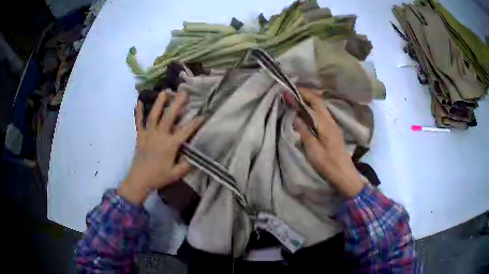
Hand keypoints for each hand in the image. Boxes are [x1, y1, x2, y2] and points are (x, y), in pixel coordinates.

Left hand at [118, 91, 202, 204]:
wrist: (139, 180)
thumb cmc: (158, 177)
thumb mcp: (176, 174)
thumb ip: (186, 165)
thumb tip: (193, 156)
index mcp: (170, 145)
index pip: (185, 131)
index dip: (195, 123)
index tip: (203, 114)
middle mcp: (159, 136)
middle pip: (169, 117)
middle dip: (177, 103)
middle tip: (183, 92)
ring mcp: (148, 134)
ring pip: (154, 115)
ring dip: (159, 103)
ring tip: (165, 92)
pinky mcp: (140, 136)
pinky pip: (139, 122)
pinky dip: (138, 112)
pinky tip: (139, 102)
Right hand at [291, 87, 364, 197]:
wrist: (343, 173)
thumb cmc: (327, 163)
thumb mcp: (313, 149)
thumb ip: (304, 131)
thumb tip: (296, 116)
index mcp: (325, 123)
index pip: (313, 102)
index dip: (302, 94)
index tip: (289, 90)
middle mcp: (330, 120)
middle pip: (318, 101)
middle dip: (305, 94)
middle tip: (292, 92)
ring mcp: (333, 124)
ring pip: (321, 107)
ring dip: (309, 100)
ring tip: (296, 99)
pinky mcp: (333, 130)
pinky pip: (322, 113)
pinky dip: (313, 108)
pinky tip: (307, 112)